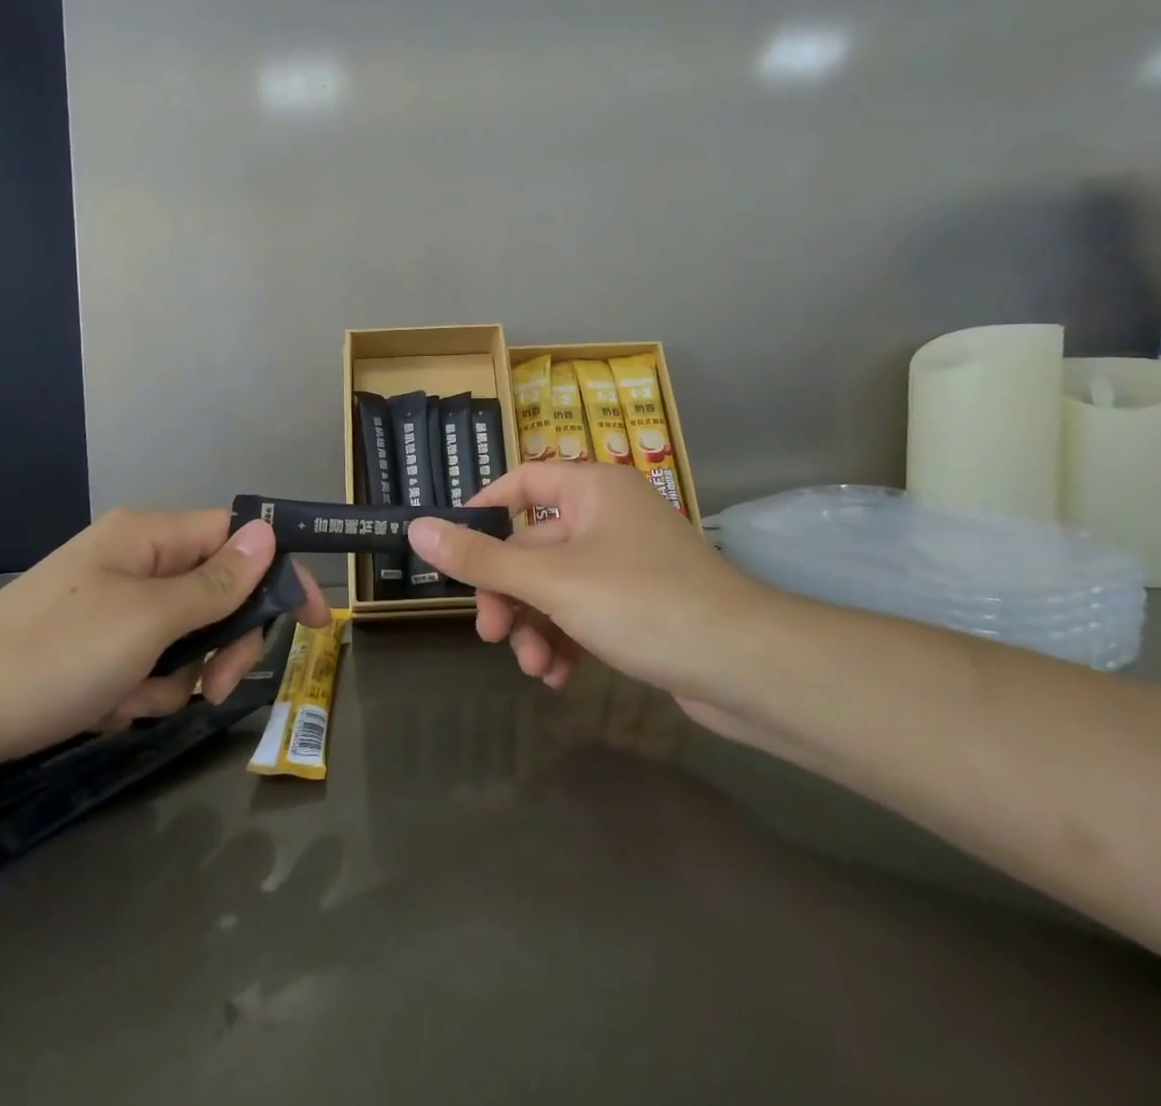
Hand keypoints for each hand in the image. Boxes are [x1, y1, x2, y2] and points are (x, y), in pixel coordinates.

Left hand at [0, 509, 328, 785]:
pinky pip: (148, 663)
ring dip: (177, 674)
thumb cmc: (52, 657)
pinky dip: (141, 691)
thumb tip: (268, 533)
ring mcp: (113, 605)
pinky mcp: (93, 647)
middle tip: (214, 687)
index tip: (316, 620)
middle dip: (223, 642)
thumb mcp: (148, 620)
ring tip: (136, 701)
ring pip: (186, 636)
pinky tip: (108, 710)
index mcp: (150, 536)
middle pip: (218, 592)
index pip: (240, 538)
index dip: (281, 573)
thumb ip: (216, 582)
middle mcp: (137, 561)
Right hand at [408, 464, 770, 708]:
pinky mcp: (640, 604)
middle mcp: (608, 516)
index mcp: (592, 489)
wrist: (745, 666)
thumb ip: (480, 558)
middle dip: (508, 593)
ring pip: (556, 586)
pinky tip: (559, 676)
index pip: (521, 483)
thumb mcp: (551, 580)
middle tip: (489, 633)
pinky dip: (565, 639)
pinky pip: (583, 612)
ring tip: (534, 666)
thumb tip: (415, 528)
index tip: (450, 550)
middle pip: (533, 545)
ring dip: (535, 625)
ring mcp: (626, 562)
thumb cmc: (641, 602)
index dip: (481, 512)